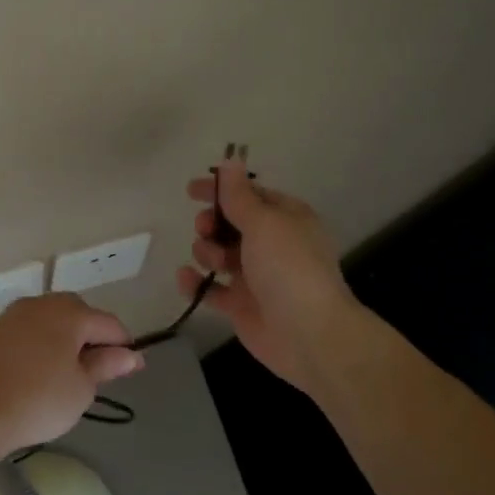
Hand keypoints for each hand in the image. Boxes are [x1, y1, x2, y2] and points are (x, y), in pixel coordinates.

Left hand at [0, 293, 142, 466]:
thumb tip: (130, 354)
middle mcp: (40, 304)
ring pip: (50, 323)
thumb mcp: (80, 389)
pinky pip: (27, 334)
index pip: (109, 324)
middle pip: (78, 315)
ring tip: (65, 376)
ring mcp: (11, 316)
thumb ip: (106, 366)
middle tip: (95, 373)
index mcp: (70, 313)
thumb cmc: (35, 401)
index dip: (124, 346)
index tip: (131, 371)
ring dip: (63, 342)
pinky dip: (38, 348)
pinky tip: (35, 375)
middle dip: (92, 338)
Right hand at [177, 160, 360, 394]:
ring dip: (207, 252)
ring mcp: (257, 277)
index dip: (221, 191)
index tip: (192, 190)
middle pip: (231, 225)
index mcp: (287, 219)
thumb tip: (230, 160)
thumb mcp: (264, 223)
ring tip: (212, 261)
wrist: (309, 334)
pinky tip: (185, 278)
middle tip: (206, 229)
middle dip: (212, 224)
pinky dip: (197, 283)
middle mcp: (272, 245)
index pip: (251, 196)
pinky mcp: (242, 306)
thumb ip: (240, 195)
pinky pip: (212, 289)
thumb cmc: (289, 268)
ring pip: (220, 255)